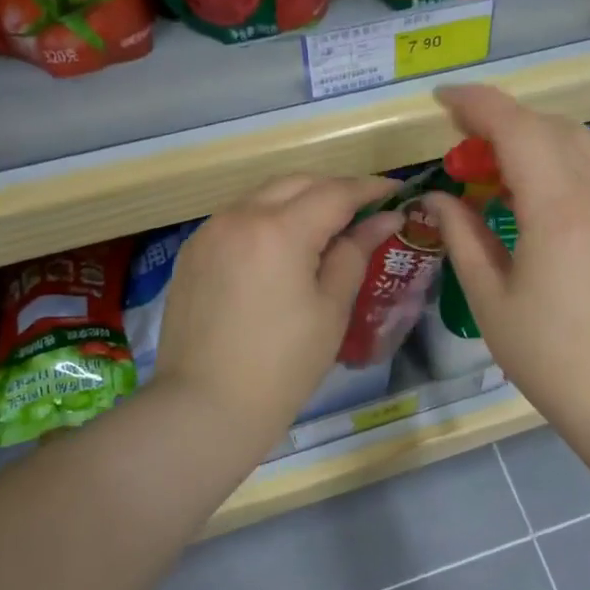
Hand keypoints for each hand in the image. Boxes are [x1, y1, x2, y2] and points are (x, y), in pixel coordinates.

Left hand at [153, 175, 401, 453]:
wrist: (205, 406)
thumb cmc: (282, 365)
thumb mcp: (331, 309)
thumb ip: (355, 253)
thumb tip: (384, 219)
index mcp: (279, 231)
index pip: (335, 192)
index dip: (370, 188)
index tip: (397, 192)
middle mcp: (239, 217)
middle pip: (297, 183)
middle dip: (334, 189)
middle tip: (365, 210)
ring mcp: (209, 232)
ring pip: (264, 196)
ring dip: (299, 201)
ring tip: (327, 227)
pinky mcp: (193, 252)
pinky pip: (239, 219)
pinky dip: (268, 220)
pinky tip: (283, 248)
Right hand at [422, 85, 589, 432]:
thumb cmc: (548, 355)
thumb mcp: (491, 298)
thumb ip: (462, 236)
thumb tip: (438, 199)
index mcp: (558, 209)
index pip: (516, 128)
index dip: (476, 104)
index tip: (441, 100)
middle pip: (548, 126)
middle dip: (500, 121)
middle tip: (460, 148)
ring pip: (577, 142)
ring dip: (532, 138)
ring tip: (494, 168)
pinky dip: (557, 161)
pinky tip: (532, 196)